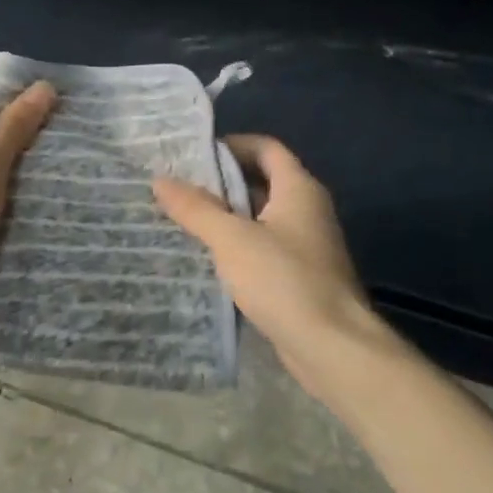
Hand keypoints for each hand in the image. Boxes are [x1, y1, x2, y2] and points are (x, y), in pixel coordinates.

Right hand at [154, 135, 405, 407]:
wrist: (332, 346)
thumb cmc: (284, 280)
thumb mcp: (232, 239)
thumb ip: (196, 208)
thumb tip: (160, 179)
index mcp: (298, 188)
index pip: (266, 148)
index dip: (231, 145)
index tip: (193, 155)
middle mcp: (307, 209)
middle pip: (262, 181)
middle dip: (221, 182)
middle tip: (178, 187)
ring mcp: (307, 244)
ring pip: (261, 217)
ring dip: (227, 216)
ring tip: (183, 219)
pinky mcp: (301, 276)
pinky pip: (264, 247)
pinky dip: (238, 246)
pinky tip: (208, 257)